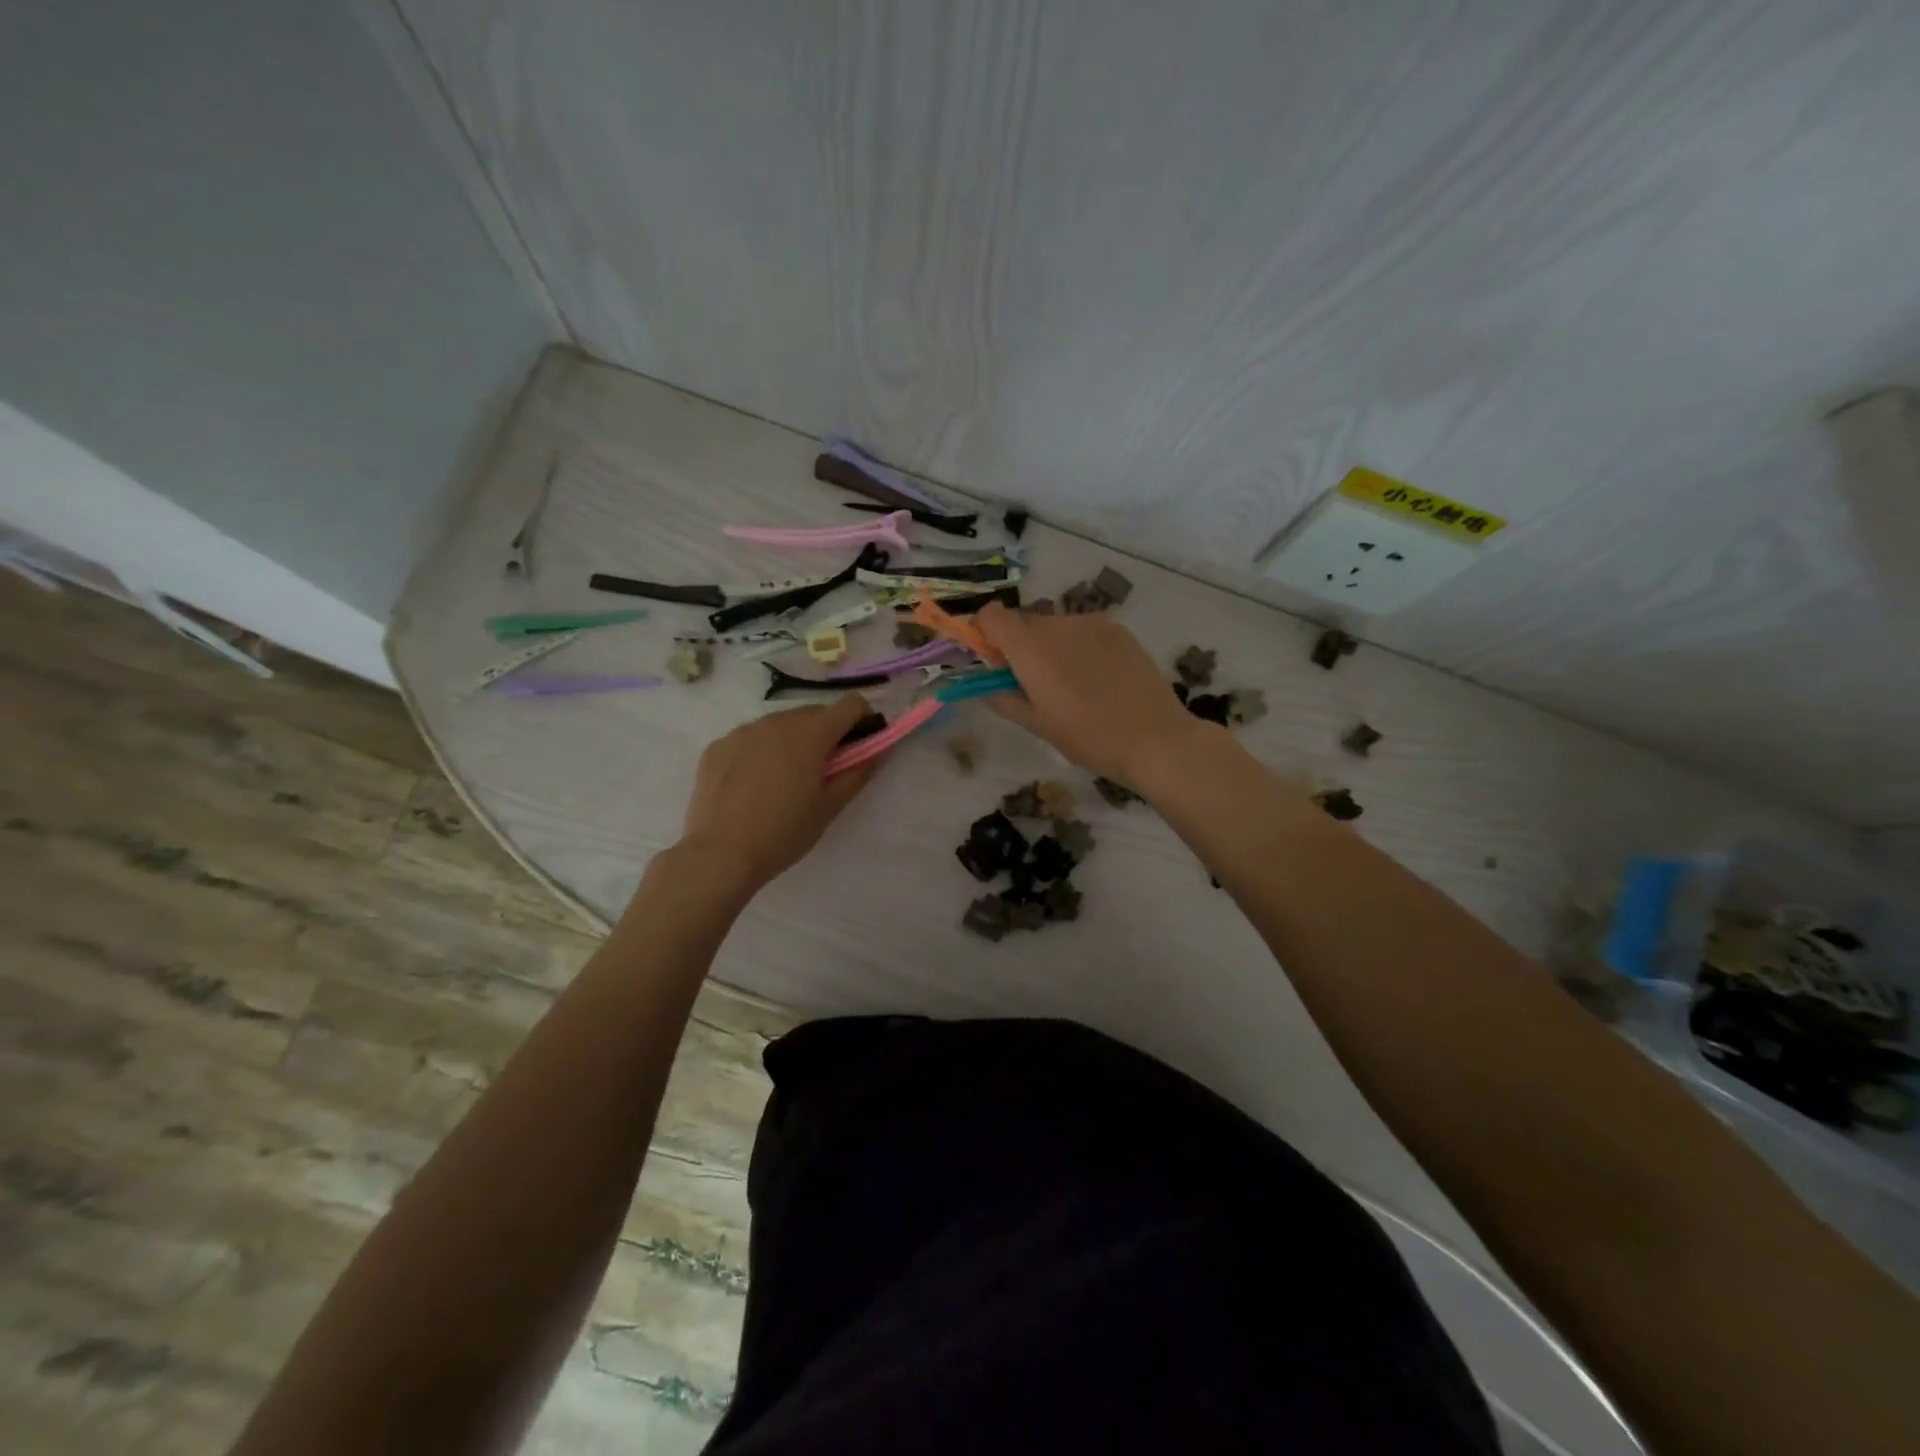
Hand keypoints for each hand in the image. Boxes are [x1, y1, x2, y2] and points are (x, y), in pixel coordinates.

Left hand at [677, 694, 879, 891]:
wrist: (719, 855)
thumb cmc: (784, 833)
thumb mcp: (830, 807)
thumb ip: (858, 771)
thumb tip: (878, 748)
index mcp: (811, 734)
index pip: (850, 704)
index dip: (861, 720)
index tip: (858, 746)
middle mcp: (777, 721)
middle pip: (814, 713)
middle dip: (826, 734)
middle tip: (821, 772)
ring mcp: (743, 731)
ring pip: (780, 725)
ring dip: (792, 741)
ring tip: (783, 782)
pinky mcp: (718, 746)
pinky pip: (750, 739)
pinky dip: (760, 752)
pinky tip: (751, 787)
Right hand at [975, 603, 1212, 785]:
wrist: (1155, 738)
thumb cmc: (1088, 738)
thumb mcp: (1037, 725)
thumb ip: (1002, 698)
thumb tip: (982, 686)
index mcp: (1030, 648)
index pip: (991, 615)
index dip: (984, 633)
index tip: (993, 662)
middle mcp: (1057, 624)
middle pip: (1023, 622)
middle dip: (1019, 646)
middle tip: (1033, 684)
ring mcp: (1091, 623)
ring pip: (1054, 626)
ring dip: (1050, 646)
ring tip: (1072, 684)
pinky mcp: (1118, 628)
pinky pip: (1083, 630)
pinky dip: (1078, 646)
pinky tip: (1098, 678)